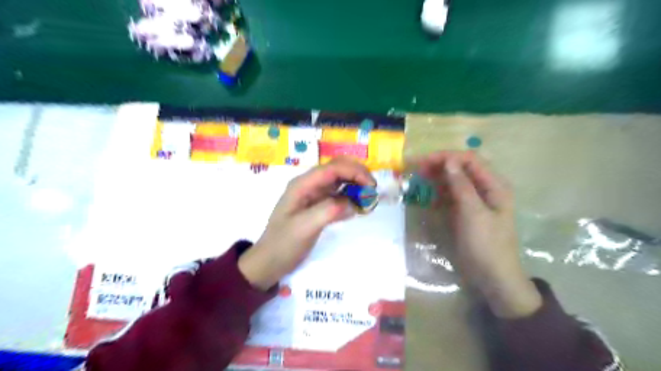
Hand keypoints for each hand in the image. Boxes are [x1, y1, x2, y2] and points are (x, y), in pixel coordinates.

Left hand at [238, 157, 372, 288]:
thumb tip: (353, 203)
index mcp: (303, 184)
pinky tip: (359, 207)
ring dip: (356, 185)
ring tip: (369, 199)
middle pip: (338, 169)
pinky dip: (351, 198)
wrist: (270, 261)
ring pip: (340, 181)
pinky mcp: (319, 206)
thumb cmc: (283, 244)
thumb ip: (328, 211)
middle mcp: (309, 185)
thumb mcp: (304, 228)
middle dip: (357, 175)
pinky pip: (339, 195)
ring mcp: (314, 195)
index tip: (372, 186)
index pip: (333, 168)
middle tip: (373, 191)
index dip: (355, 172)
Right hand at [414, 150, 538, 318]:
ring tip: (418, 179)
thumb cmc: (486, 245)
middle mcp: (485, 189)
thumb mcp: (474, 214)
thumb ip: (462, 186)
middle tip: (417, 170)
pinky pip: (451, 196)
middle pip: (461, 168)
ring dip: (437, 178)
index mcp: (494, 185)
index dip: (447, 157)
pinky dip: (439, 193)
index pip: (469, 160)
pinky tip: (427, 195)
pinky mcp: (465, 212)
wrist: (493, 278)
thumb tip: (449, 161)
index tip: (424, 162)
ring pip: (454, 181)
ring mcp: (475, 201)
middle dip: (440, 165)